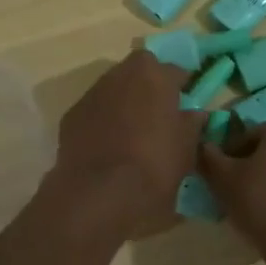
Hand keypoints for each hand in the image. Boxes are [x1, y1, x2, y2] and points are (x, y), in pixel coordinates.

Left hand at [50, 51, 203, 235]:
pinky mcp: (71, 116)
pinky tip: (109, 146)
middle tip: (158, 114)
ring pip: (114, 89)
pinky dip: (103, 120)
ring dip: (125, 102)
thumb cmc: (155, 165)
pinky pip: (95, 111)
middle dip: (149, 86)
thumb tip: (193, 113)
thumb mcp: (187, 148)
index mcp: (154, 76)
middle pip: (140, 71)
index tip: (186, 104)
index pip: (175, 70)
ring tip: (133, 132)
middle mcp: (121, 75)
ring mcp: (92, 94)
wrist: (100, 193)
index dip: (182, 87)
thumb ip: (192, 123)